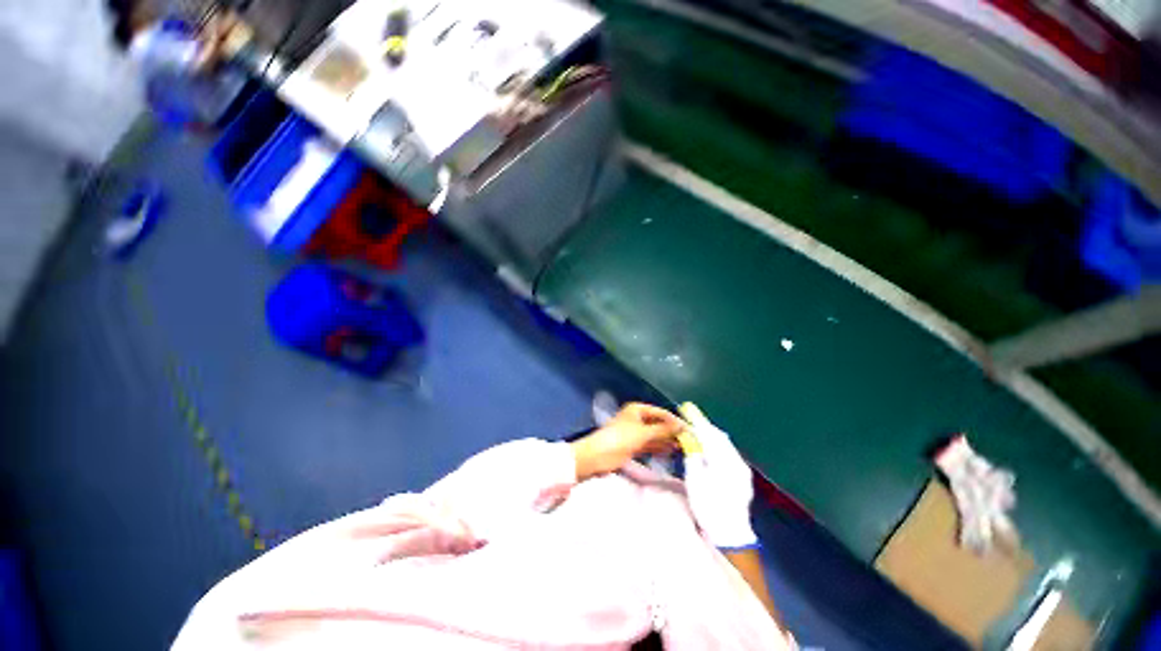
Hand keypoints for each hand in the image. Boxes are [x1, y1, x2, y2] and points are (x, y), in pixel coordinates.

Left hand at [570, 403, 683, 479]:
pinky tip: (671, 452)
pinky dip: (659, 447)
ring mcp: (635, 433)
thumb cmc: (620, 438)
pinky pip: (650, 444)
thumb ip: (663, 430)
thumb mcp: (643, 433)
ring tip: (684, 448)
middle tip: (689, 441)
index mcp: (637, 409)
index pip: (660, 413)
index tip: (689, 429)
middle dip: (672, 431)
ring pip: (655, 435)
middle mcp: (637, 418)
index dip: (674, 420)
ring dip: (667, 440)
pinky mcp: (633, 445)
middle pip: (658, 424)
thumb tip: (682, 426)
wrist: (597, 456)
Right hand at [680, 403, 756, 548]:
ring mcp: (742, 469)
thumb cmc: (708, 506)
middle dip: (704, 426)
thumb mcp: (695, 480)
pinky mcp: (743, 476)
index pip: (708, 434)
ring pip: (725, 444)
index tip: (686, 408)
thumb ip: (693, 454)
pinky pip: (729, 452)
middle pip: (719, 436)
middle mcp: (736, 460)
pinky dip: (717, 445)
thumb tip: (689, 437)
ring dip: (711, 435)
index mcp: (723, 461)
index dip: (696, 420)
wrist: (731, 533)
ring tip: (697, 430)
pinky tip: (710, 447)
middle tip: (690, 418)